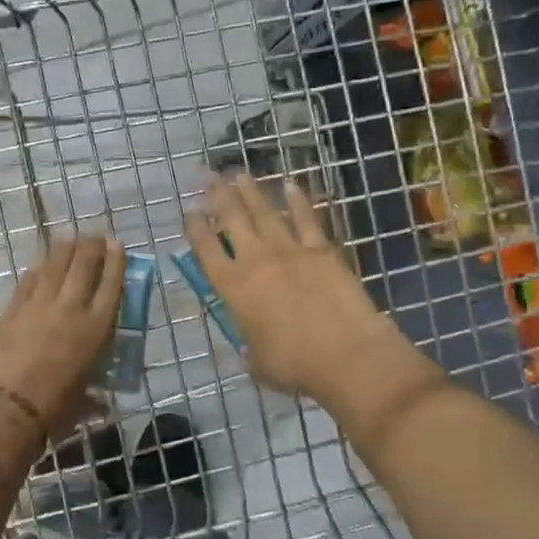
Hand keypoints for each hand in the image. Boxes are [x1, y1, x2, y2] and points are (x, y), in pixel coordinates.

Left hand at [0, 235, 125, 434]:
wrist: (3, 407)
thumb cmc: (51, 410)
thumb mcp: (82, 402)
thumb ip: (93, 397)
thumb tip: (100, 406)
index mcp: (96, 329)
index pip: (112, 285)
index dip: (116, 262)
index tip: (118, 245)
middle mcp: (70, 308)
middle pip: (84, 265)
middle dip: (92, 246)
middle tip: (96, 237)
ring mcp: (38, 304)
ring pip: (54, 265)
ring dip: (64, 248)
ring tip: (70, 239)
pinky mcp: (11, 309)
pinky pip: (29, 280)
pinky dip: (38, 269)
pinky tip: (41, 264)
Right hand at [184, 173, 409, 397]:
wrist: (347, 355)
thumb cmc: (295, 365)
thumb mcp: (257, 362)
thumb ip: (248, 349)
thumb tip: (248, 350)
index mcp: (233, 288)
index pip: (206, 250)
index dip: (196, 229)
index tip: (191, 212)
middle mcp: (256, 260)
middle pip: (232, 219)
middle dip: (218, 196)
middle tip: (209, 177)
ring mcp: (290, 250)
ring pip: (265, 212)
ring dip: (251, 191)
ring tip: (239, 174)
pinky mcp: (322, 250)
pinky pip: (306, 218)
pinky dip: (298, 200)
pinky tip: (291, 185)